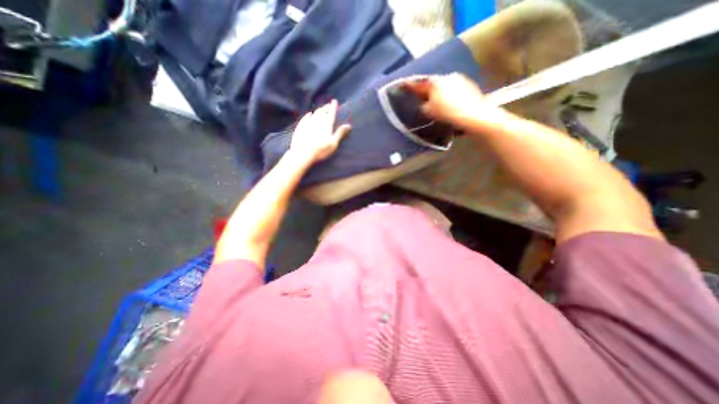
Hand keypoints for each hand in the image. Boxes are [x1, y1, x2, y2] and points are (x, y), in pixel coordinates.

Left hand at [288, 99, 352, 164]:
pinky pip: (305, 118)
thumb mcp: (333, 143)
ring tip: (321, 108)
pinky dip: (308, 115)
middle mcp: (317, 121)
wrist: (303, 153)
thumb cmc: (321, 150)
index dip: (333, 107)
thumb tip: (348, 125)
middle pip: (322, 112)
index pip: (331, 113)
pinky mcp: (300, 127)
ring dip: (318, 110)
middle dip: (326, 107)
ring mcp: (308, 123)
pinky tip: (309, 114)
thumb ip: (340, 133)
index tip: (334, 101)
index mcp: (326, 125)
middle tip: (328, 104)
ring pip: (314, 114)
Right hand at [403, 73, 503, 126]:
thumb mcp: (430, 112)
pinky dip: (450, 96)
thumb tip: (424, 104)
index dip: (411, 85)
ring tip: (439, 105)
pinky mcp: (469, 86)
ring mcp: (460, 80)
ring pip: (445, 87)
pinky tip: (451, 105)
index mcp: (436, 82)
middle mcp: (448, 77)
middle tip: (424, 100)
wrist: (474, 116)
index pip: (420, 83)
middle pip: (434, 84)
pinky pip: (454, 90)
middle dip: (428, 91)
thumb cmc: (448, 113)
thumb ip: (423, 106)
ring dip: (440, 94)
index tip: (404, 83)